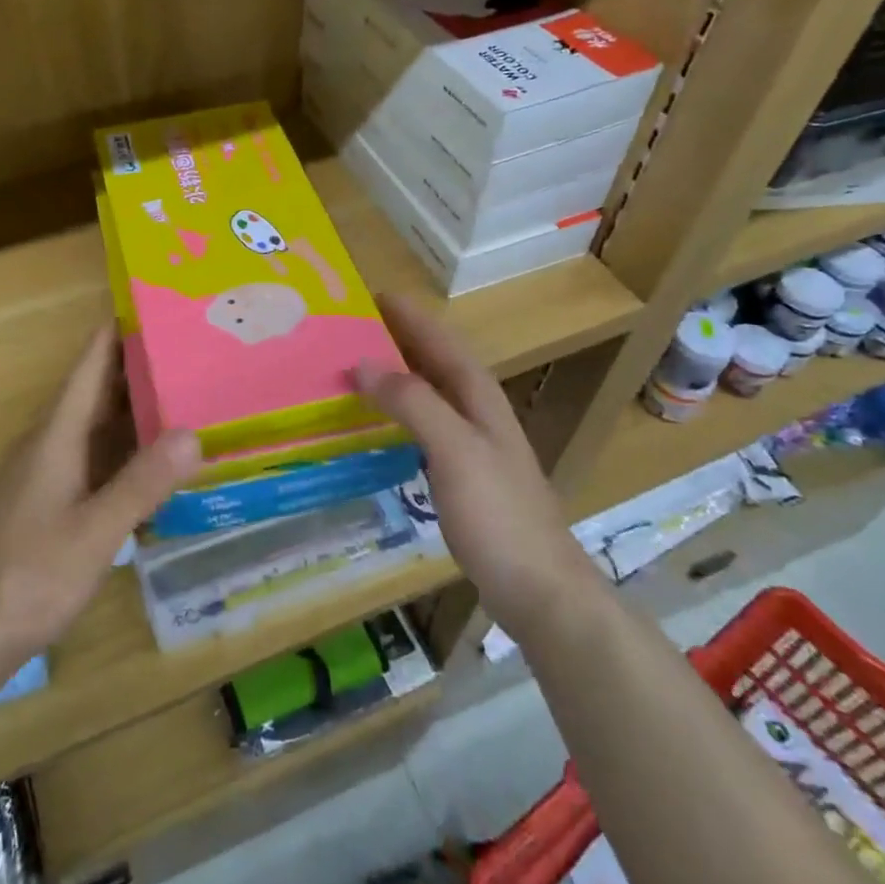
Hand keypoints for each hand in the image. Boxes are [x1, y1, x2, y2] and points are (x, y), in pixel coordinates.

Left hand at [0, 326, 204, 676]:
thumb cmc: (30, 577)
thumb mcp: (95, 532)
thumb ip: (142, 483)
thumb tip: (192, 432)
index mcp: (56, 437)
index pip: (89, 367)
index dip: (116, 332)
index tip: (154, 304)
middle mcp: (49, 445)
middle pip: (96, 392)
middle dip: (138, 367)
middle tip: (191, 349)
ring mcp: (47, 475)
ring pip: (96, 427)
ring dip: (133, 408)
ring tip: (184, 393)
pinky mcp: (49, 503)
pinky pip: (94, 458)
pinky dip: (125, 448)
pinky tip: (154, 460)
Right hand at [355, 295, 593, 618]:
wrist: (539, 588)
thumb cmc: (498, 513)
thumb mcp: (454, 449)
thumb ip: (412, 402)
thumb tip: (363, 362)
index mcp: (477, 395)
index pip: (439, 340)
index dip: (407, 315)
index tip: (367, 295)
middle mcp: (475, 411)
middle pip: (432, 362)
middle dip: (394, 340)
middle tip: (345, 328)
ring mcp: (469, 444)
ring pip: (425, 393)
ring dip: (392, 375)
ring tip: (349, 367)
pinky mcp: (459, 474)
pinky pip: (420, 426)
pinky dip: (394, 414)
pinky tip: (371, 424)